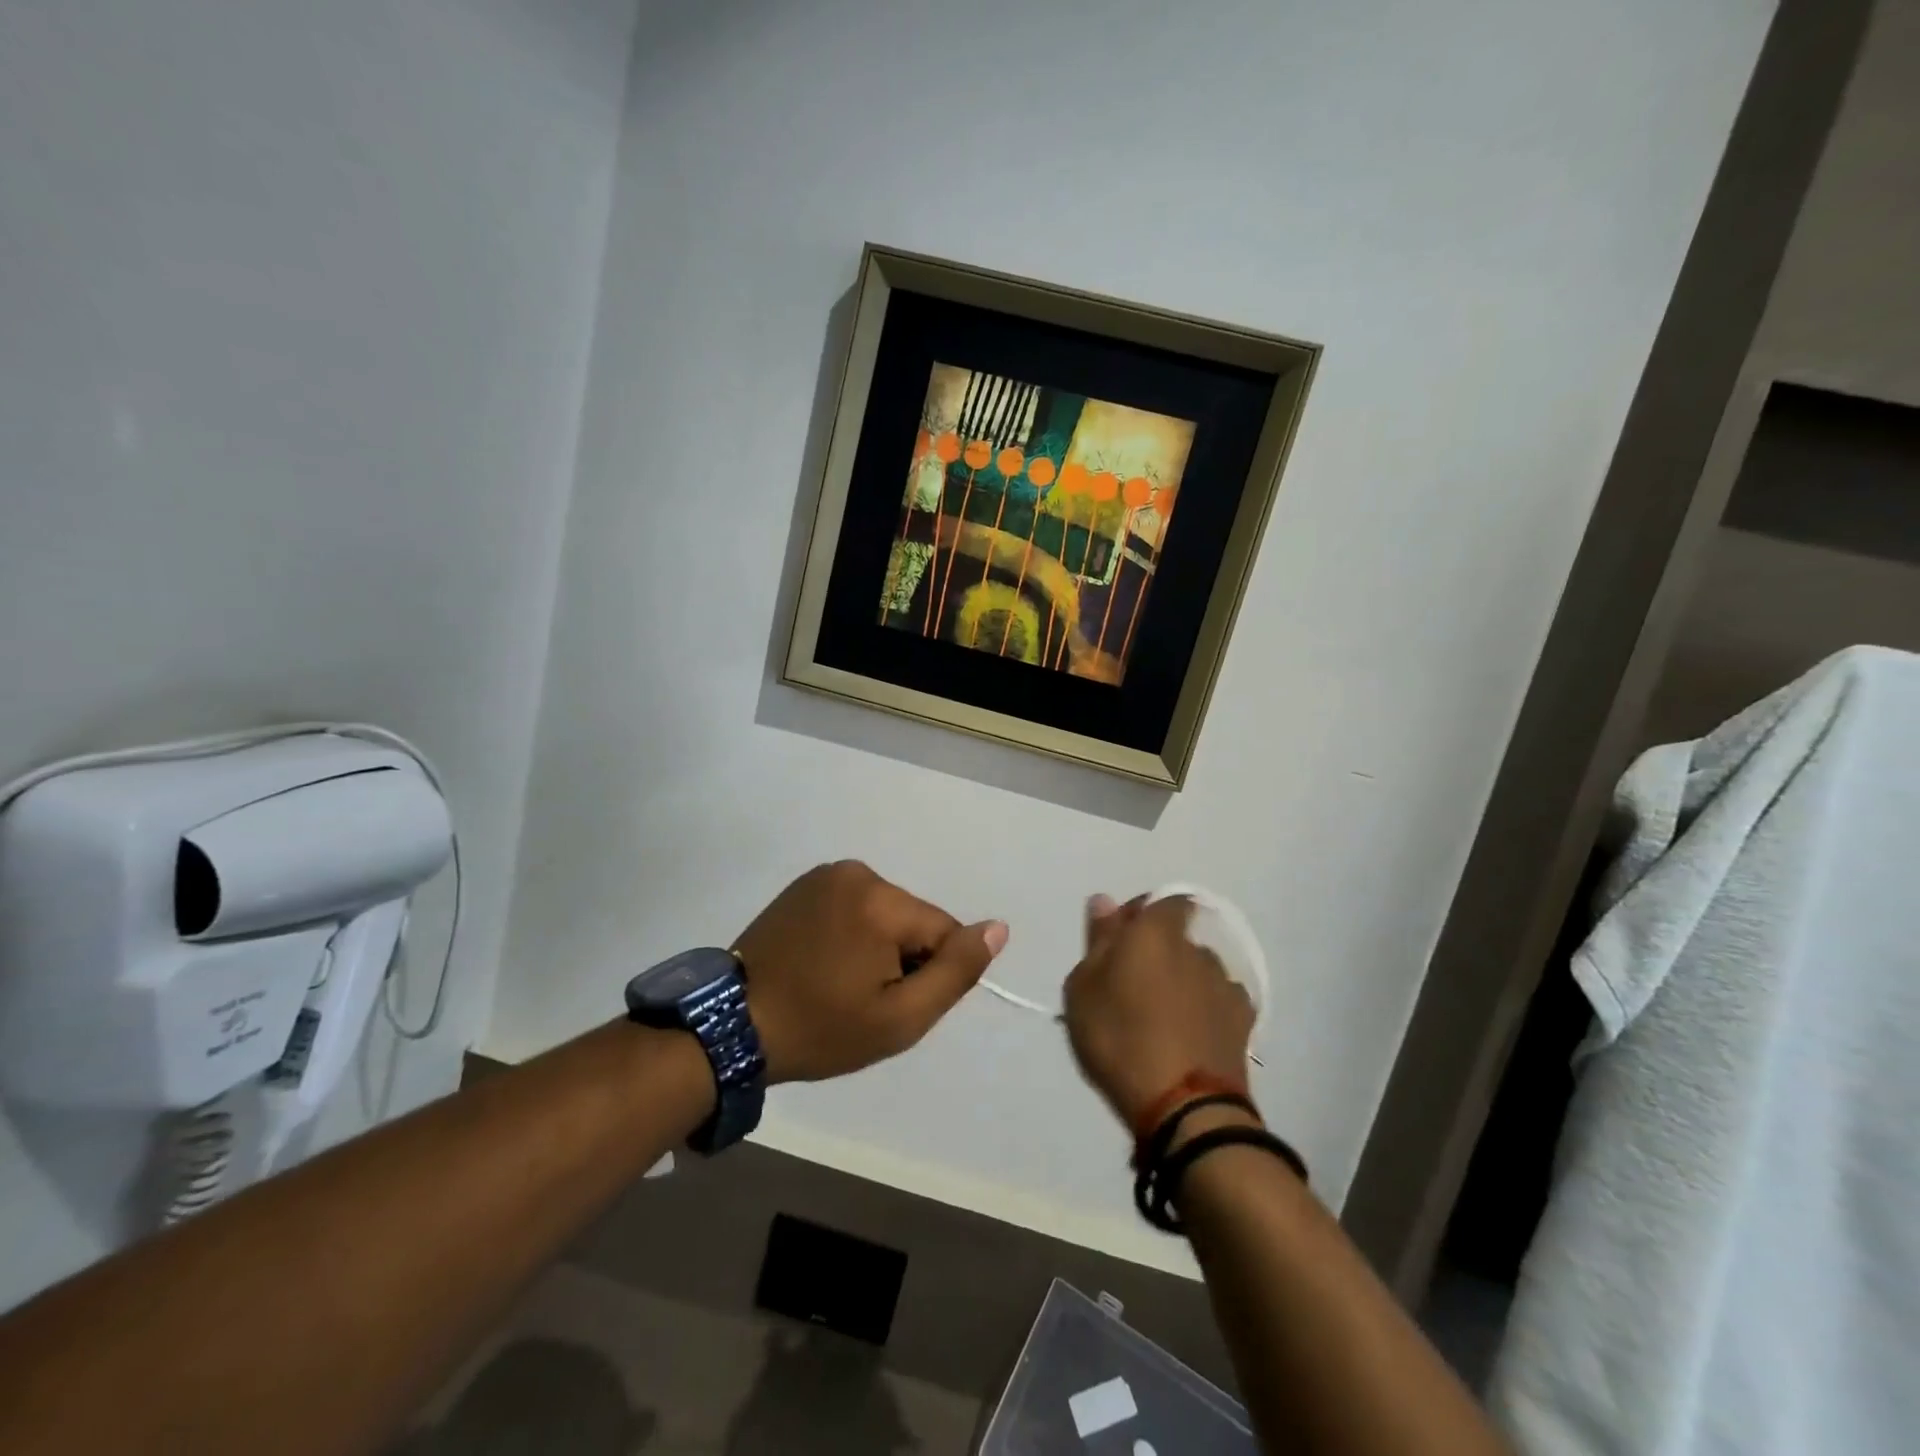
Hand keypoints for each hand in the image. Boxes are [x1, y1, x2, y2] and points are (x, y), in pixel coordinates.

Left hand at [732, 861, 1007, 1082]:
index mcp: (882, 900)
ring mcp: (826, 874)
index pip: (943, 933)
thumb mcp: (900, 1018)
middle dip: (901, 958)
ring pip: (885, 913)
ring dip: (876, 946)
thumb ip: (956, 971)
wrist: (733, 1025)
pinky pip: (854, 906)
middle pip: (912, 920)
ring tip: (838, 983)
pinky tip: (822, 963)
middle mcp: (857, 872)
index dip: (927, 974)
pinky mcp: (804, 884)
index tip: (890, 1003)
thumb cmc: (821, 1028)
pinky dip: (851, 933)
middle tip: (861, 999)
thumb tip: (998, 928)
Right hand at [1063, 894, 1254, 1128]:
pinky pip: (1218, 1004)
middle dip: (1159, 955)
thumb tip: (1105, 900)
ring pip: (1198, 972)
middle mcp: (1196, 949)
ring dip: (1183, 984)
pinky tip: (1189, 1039)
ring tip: (1162, 1021)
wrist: (1185, 1107)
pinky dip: (1204, 1012)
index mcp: (1155, 933)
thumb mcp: (1083, 988)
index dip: (1144, 915)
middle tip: (1131, 990)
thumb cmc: (1120, 1038)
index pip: (1163, 901)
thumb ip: (1098, 939)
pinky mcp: (1244, 1023)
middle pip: (1178, 940)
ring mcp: (1224, 986)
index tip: (1121, 943)